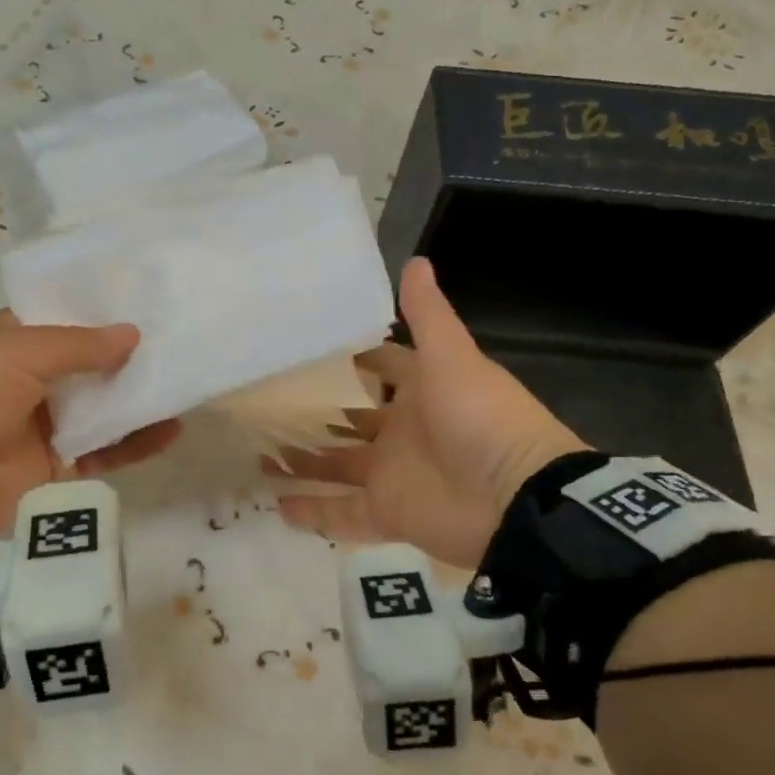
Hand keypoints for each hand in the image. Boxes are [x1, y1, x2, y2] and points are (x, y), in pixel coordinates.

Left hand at [0, 310, 179, 534]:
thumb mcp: (14, 350)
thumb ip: (78, 344)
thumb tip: (134, 334)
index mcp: (17, 341)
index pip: (71, 320)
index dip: (108, 313)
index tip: (154, 302)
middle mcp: (37, 379)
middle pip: (96, 365)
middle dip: (135, 356)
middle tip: (186, 342)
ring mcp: (51, 423)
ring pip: (108, 408)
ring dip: (142, 398)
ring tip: (187, 383)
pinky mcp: (62, 465)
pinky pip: (108, 450)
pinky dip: (139, 442)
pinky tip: (172, 427)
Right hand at [268, 258, 586, 567]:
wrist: (517, 500)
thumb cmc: (480, 418)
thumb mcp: (451, 359)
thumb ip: (427, 316)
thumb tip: (415, 259)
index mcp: (420, 392)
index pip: (378, 369)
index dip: (348, 359)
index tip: (303, 347)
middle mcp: (402, 432)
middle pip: (348, 420)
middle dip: (313, 414)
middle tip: (264, 403)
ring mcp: (392, 475)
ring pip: (336, 467)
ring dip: (302, 463)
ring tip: (258, 454)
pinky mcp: (387, 514)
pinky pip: (342, 515)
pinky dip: (313, 513)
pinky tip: (275, 506)